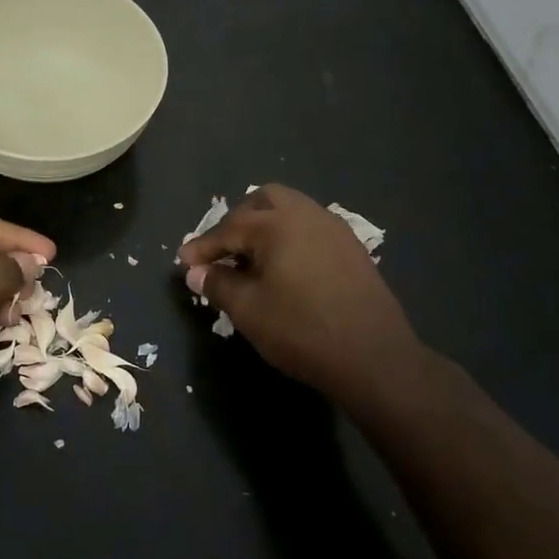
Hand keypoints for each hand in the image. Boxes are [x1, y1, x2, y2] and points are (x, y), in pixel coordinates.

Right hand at [179, 185, 419, 410]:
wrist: (374, 357)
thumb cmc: (302, 330)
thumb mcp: (249, 310)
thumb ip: (218, 284)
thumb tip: (196, 272)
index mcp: (277, 224)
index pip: (228, 228)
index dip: (202, 247)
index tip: (184, 262)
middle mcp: (306, 214)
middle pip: (263, 201)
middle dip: (237, 221)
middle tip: (222, 251)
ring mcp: (334, 228)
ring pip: (291, 210)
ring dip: (266, 227)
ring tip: (251, 259)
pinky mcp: (352, 248)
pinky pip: (311, 228)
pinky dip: (290, 238)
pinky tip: (285, 268)